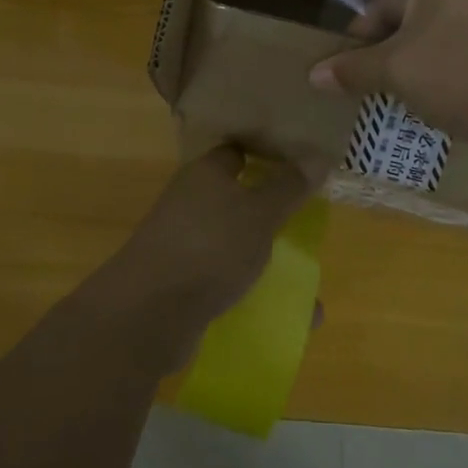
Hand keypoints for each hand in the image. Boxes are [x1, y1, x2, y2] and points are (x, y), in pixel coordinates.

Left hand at [92, 146, 318, 369]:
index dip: (268, 153)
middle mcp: (193, 202)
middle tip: (313, 220)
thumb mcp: (259, 213)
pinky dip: (258, 294)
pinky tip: (292, 317)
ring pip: (236, 243)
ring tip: (308, 276)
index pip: (238, 151)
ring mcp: (186, 243)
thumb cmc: (210, 246)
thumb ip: (289, 186)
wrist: (149, 312)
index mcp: (206, 173)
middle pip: (240, 198)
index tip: (303, 164)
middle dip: (274, 212)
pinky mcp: (186, 284)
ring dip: (268, 258)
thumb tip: (317, 156)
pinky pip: (229, 282)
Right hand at [308, 0, 467, 153]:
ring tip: (371, 71)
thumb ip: (352, 68)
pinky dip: (418, 41)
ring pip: (421, 7)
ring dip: (392, 35)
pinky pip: (442, 21)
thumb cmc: (463, 73)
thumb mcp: (398, 70)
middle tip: (348, 52)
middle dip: (370, 17)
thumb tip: (313, 76)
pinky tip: (405, 75)